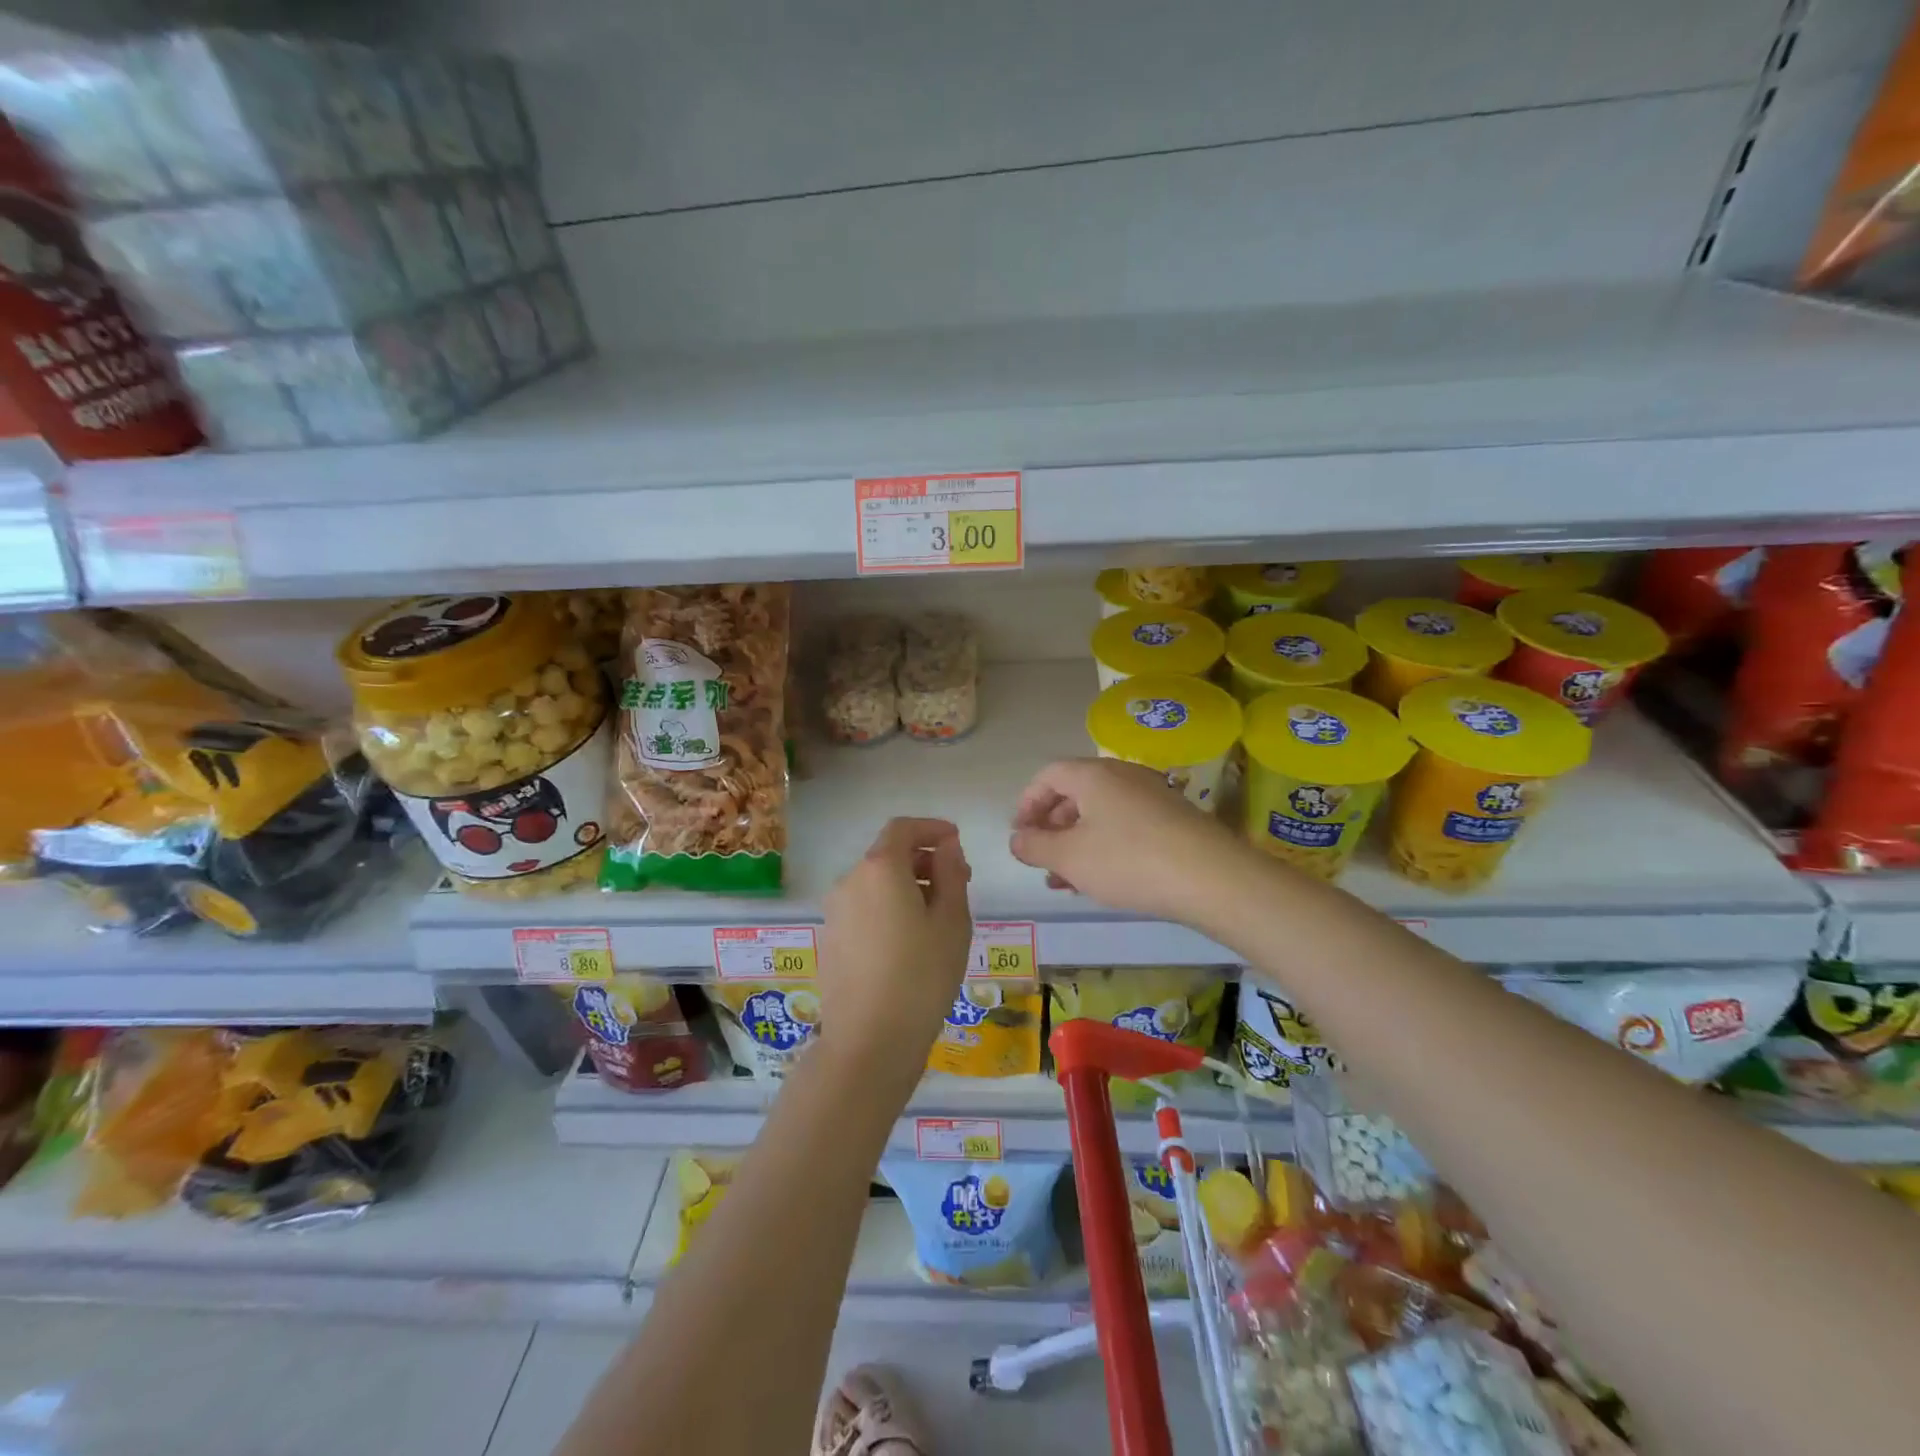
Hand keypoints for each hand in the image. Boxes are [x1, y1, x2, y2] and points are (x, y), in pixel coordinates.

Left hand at [817, 817, 972, 1086]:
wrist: (869, 1042)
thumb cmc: (922, 975)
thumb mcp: (952, 921)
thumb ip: (951, 873)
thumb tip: (946, 846)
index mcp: (879, 869)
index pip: (903, 828)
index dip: (931, 828)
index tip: (956, 841)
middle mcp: (850, 881)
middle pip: (887, 855)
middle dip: (923, 860)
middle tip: (958, 883)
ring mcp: (835, 912)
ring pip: (875, 883)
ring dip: (906, 886)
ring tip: (937, 916)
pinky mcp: (830, 940)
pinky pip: (863, 908)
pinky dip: (888, 907)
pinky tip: (909, 940)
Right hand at [1009, 758, 1253, 921]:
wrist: (1211, 877)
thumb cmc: (1128, 861)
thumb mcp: (1069, 858)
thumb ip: (1035, 846)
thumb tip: (1017, 839)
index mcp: (1092, 775)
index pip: (1048, 776)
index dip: (1027, 804)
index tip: (1020, 835)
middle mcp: (1122, 775)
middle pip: (1075, 793)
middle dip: (1052, 828)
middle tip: (1041, 860)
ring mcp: (1151, 794)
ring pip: (1100, 813)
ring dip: (1076, 842)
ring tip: (1067, 880)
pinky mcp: (1172, 817)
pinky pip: (1125, 824)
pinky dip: (1105, 846)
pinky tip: (1103, 879)